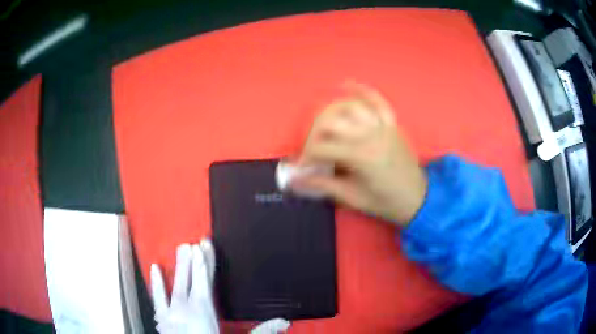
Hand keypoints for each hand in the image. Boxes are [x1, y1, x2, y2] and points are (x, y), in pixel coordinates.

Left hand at [151, 239, 289, 333]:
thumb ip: (261, 332)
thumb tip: (285, 322)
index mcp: (203, 312)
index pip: (205, 282)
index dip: (205, 263)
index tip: (204, 246)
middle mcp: (185, 309)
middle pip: (190, 280)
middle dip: (192, 261)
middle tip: (193, 243)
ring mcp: (171, 313)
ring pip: (175, 285)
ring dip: (178, 267)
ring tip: (181, 248)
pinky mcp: (162, 319)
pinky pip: (158, 298)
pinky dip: (156, 283)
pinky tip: (154, 268)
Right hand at [293, 83, 426, 225]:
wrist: (418, 200)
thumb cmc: (385, 202)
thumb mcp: (353, 198)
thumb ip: (322, 185)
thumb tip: (294, 181)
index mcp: (361, 156)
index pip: (322, 147)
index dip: (307, 156)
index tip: (303, 167)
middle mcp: (371, 134)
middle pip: (331, 121)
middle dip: (313, 134)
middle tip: (312, 150)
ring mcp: (383, 126)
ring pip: (349, 107)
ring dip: (330, 113)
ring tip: (322, 127)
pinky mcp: (391, 124)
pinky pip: (377, 102)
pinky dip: (362, 91)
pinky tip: (346, 85)